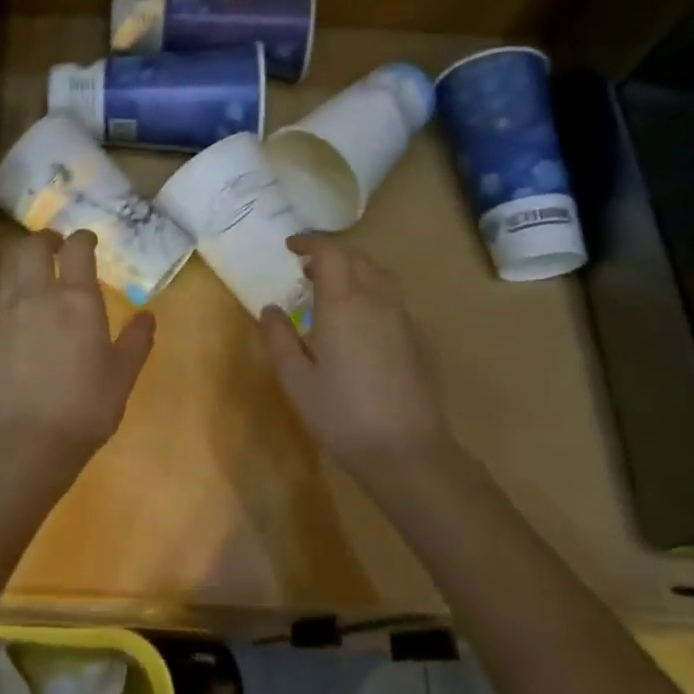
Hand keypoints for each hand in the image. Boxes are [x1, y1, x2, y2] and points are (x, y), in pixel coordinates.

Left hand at [0, 229, 155, 489]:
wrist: (25, 440)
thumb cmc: (84, 407)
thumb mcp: (122, 375)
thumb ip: (136, 341)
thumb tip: (147, 316)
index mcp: (76, 299)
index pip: (76, 248)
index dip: (83, 238)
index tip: (89, 240)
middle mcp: (38, 295)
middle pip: (32, 246)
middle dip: (46, 239)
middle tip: (58, 246)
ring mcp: (8, 312)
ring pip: (10, 266)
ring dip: (24, 259)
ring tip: (37, 269)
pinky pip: (1, 295)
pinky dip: (12, 287)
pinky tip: (22, 305)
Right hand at [260, 235, 453, 488]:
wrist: (407, 450)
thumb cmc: (341, 413)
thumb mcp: (295, 379)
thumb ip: (279, 337)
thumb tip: (271, 309)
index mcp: (344, 303)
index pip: (330, 252)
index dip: (310, 243)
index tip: (291, 247)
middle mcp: (378, 300)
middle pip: (358, 257)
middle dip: (332, 254)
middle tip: (307, 269)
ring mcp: (405, 318)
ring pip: (381, 276)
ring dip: (355, 271)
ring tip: (334, 291)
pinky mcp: (422, 339)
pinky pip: (395, 300)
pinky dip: (374, 294)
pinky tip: (364, 324)